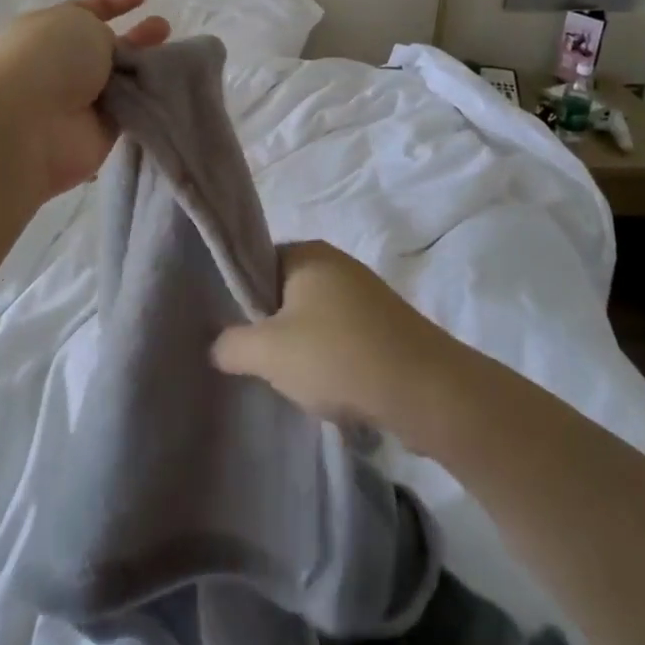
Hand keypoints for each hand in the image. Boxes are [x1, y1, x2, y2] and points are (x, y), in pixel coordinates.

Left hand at [0, 0, 170, 198]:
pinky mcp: (99, 131)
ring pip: (122, 78)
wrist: (30, 127)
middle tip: (163, 28)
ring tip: (177, 57)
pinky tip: (175, 86)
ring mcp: (80, 99)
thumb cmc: (49, 59)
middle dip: (136, 36)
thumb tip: (111, 51)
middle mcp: (62, 64)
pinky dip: (149, 98)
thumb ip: (102, 30)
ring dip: (146, 67)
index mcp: (47, 30)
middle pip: (106, 46)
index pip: (84, 10)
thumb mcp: (79, 22)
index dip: (113, 0)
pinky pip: (131, 109)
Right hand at [211, 240, 457, 434]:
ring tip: (295, 382)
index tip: (232, 332)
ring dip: (302, 349)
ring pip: (315, 319)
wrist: (426, 391)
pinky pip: (344, 337)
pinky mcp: (388, 325)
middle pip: (285, 293)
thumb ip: (231, 345)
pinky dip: (332, 360)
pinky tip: (331, 390)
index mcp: (306, 253)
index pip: (256, 263)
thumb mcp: (268, 353)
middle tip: (259, 361)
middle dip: (271, 329)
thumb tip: (218, 346)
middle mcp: (337, 263)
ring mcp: (366, 293)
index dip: (239, 297)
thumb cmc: (337, 357)